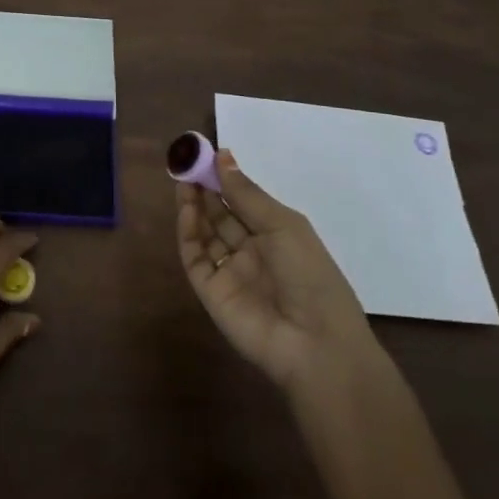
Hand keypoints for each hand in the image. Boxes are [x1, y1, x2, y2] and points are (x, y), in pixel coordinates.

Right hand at [178, 148, 379, 395]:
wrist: (315, 344)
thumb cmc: (310, 275)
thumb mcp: (283, 226)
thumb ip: (246, 194)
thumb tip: (223, 155)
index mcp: (276, 236)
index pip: (244, 202)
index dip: (225, 179)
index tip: (206, 154)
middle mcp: (251, 252)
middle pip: (221, 215)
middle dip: (205, 189)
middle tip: (187, 163)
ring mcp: (230, 272)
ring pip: (205, 233)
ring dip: (194, 206)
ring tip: (183, 180)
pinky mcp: (210, 292)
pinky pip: (195, 258)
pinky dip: (188, 232)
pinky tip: (186, 209)